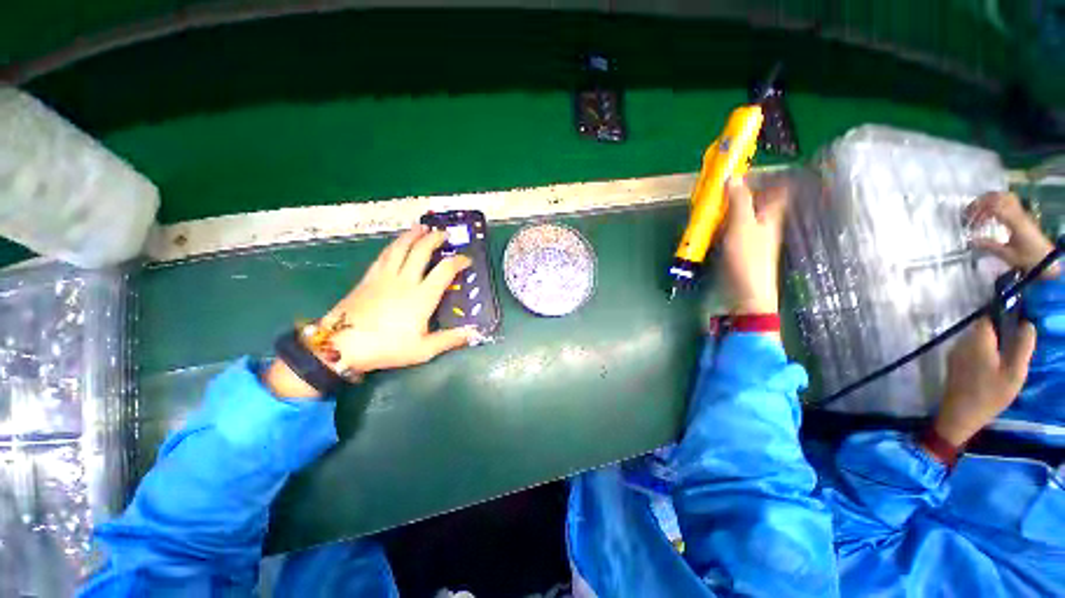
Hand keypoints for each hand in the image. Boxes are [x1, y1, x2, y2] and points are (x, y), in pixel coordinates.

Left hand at [266, 225, 476, 397]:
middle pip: (421, 251)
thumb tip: (473, 333)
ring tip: (422, 227)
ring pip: (401, 248)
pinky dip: (394, 245)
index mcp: (422, 296)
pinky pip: (384, 255)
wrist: (341, 345)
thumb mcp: (422, 350)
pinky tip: (397, 243)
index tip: (466, 259)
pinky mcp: (368, 278)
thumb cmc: (386, 348)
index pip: (445, 270)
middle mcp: (405, 280)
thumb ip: (449, 339)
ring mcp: (384, 276)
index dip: (458, 261)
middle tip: (444, 233)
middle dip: (434, 239)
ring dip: (413, 235)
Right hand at [718, 177, 789, 316]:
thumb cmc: (748, 256)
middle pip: (757, 199)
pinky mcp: (739, 246)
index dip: (768, 175)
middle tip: (721, 185)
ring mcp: (752, 234)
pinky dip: (721, 223)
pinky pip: (731, 228)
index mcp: (771, 212)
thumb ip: (738, 200)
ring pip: (742, 213)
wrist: (746, 290)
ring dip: (727, 207)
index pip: (779, 187)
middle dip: (740, 191)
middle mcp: (765, 220)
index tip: (748, 168)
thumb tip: (734, 177)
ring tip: (710, 202)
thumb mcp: (742, 225)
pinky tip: (710, 224)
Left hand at [932, 318, 1036, 446]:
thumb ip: (1022, 345)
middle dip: (999, 333)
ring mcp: (955, 353)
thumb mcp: (1015, 371)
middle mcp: (962, 342)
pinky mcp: (953, 363)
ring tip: (1005, 361)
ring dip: (991, 345)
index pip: (988, 317)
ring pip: (976, 340)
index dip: (1002, 315)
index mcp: (977, 340)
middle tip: (1014, 348)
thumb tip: (1027, 323)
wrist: (960, 415)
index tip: (1017, 321)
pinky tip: (992, 368)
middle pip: (982, 328)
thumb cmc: (990, 394)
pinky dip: (983, 354)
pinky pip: (970, 351)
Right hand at [967, 192, 1059, 278]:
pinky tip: (991, 211)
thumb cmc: (1026, 258)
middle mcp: (1018, 213)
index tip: (969, 218)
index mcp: (1015, 222)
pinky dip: (997, 203)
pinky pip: (1008, 201)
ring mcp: (1022, 213)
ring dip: (990, 200)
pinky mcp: (1022, 215)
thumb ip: (989, 246)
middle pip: (1000, 197)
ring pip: (1005, 196)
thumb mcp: (1007, 255)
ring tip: (978, 209)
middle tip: (970, 211)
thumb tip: (970, 240)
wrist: (1044, 258)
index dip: (980, 210)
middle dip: (982, 201)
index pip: (995, 207)